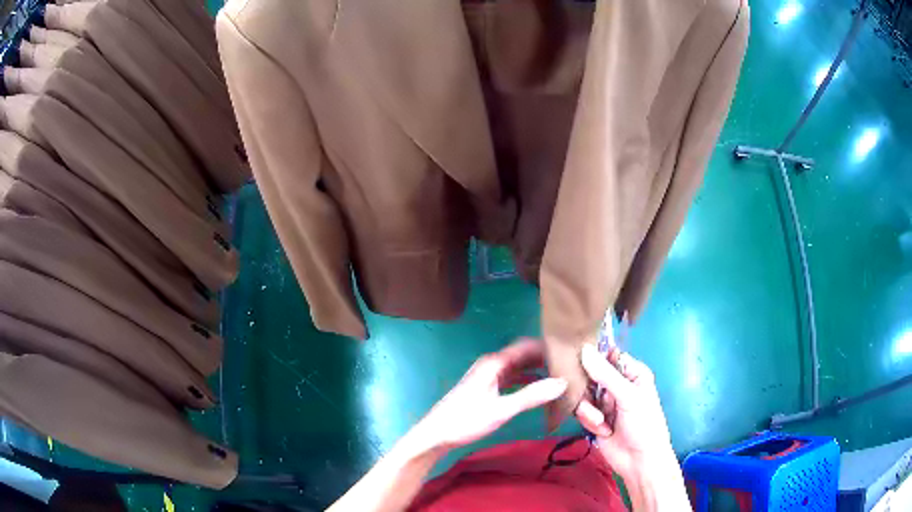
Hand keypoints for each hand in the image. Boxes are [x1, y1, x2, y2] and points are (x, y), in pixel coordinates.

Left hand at [413, 338, 567, 452]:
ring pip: (519, 367)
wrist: (436, 434)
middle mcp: (493, 364)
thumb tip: (563, 382)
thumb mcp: (501, 410)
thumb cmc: (465, 420)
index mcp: (494, 362)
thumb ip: (531, 396)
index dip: (548, 346)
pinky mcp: (488, 388)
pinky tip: (541, 389)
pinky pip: (513, 378)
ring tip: (562, 376)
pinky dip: (528, 381)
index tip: (571, 352)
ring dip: (538, 370)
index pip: (527, 346)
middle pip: (524, 355)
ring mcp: (489, 376)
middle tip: (571, 365)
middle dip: (546, 358)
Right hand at [575, 344, 674, 479]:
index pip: (607, 355)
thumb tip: (584, 349)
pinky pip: (580, 410)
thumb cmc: (644, 424)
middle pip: (590, 375)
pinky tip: (602, 430)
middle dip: (589, 389)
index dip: (593, 357)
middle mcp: (617, 384)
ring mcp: (605, 401)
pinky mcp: (594, 417)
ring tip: (601, 421)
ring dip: (590, 410)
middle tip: (594, 399)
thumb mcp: (628, 397)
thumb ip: (606, 374)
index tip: (579, 360)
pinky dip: (589, 420)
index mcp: (632, 373)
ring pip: (582, 394)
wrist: (638, 461)